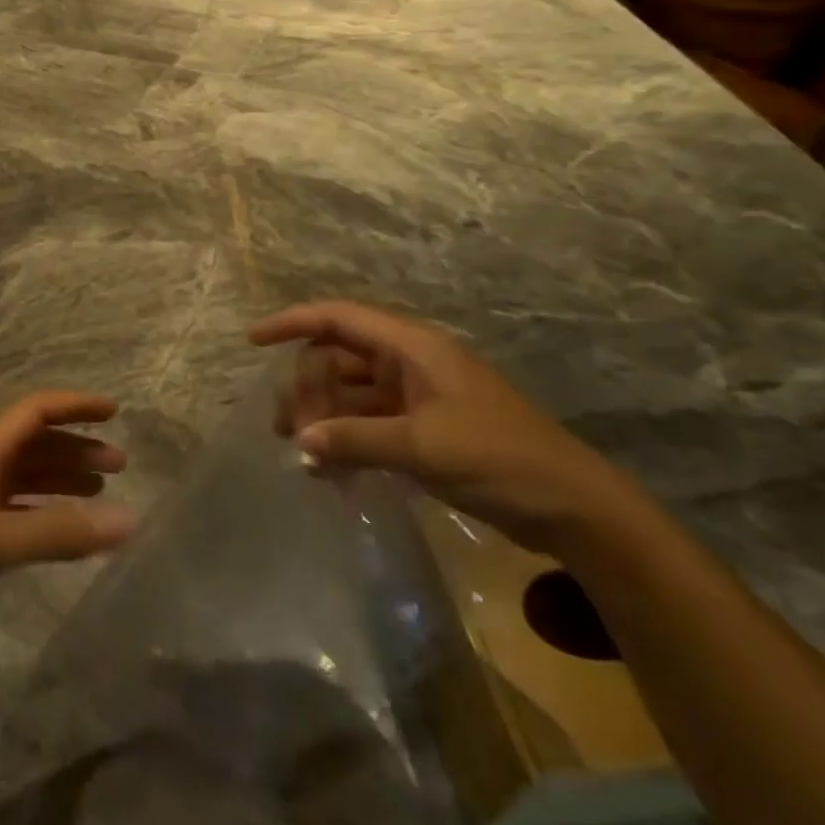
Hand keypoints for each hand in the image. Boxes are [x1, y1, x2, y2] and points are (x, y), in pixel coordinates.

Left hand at [0, 392, 133, 661]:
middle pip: (34, 445)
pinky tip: (60, 533)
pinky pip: (14, 514)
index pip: (34, 412)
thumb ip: (59, 533)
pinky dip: (42, 516)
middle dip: (76, 448)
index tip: (113, 411)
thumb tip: (130, 520)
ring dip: (62, 480)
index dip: (73, 406)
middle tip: (118, 465)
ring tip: (99, 493)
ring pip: (24, 480)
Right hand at [252, 300, 631, 554]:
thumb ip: (356, 439)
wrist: (570, 506)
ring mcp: (415, 396)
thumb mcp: (422, 447)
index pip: (338, 318)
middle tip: (289, 431)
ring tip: (302, 457)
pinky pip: (368, 424)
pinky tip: (331, 472)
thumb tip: (298, 440)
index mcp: (411, 347)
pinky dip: (347, 441)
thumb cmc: (498, 458)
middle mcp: (407, 363)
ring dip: (323, 419)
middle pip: (337, 359)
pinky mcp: (422, 428)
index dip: (293, 322)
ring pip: (349, 394)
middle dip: (306, 389)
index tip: (253, 340)